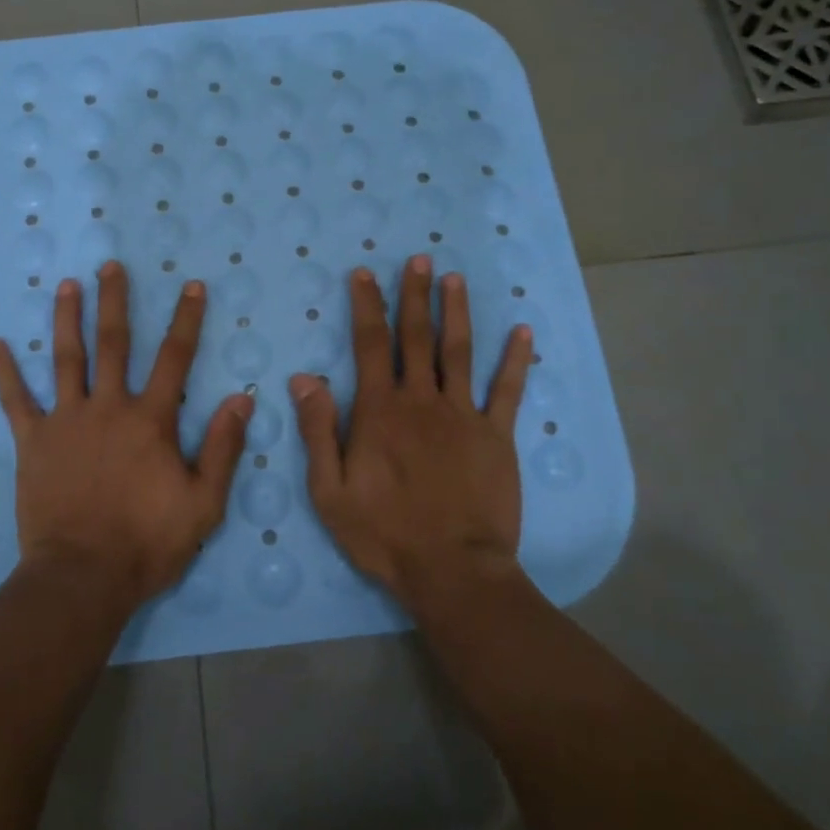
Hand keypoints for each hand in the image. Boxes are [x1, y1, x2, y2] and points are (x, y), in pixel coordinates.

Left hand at [0, 261, 252, 608]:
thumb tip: (242, 398)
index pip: (174, 358)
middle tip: (111, 265)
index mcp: (150, 420)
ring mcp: (66, 421)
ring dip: (66, 318)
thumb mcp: (203, 502)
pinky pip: (16, 401)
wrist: (82, 577)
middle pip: (113, 343)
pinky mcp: (33, 442)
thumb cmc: (147, 543)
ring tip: (66, 284)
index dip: (186, 320)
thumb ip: (222, 448)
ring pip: (66, 359)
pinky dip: (5, 373)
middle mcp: (108, 408)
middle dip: (114, 301)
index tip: (191, 286)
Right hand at [289, 254, 532, 606]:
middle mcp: (422, 400)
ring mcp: (464, 415)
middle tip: (418, 259)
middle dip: (414, 295)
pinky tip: (523, 333)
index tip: (365, 274)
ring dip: (456, 312)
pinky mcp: (497, 437)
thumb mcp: (329, 489)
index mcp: (380, 411)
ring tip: (454, 279)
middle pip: (417, 337)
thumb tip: (305, 378)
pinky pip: (508, 391)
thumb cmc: (383, 533)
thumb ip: (318, 430)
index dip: (367, 305)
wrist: (453, 570)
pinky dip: (516, 361)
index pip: (370, 344)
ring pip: (460, 352)